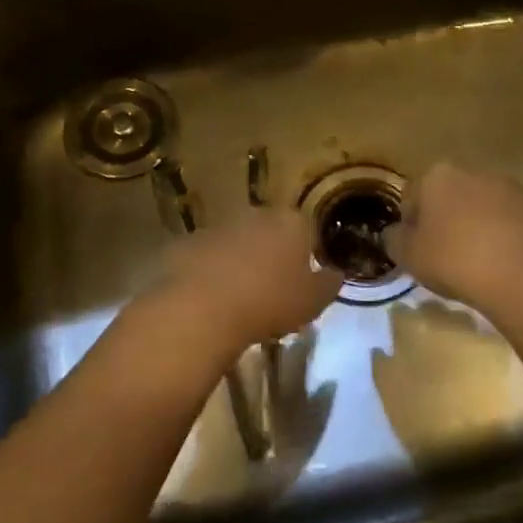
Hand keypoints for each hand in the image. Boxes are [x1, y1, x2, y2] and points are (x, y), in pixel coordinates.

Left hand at [156, 208, 342, 350]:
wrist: (201, 308)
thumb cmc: (269, 301)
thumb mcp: (313, 301)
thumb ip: (328, 284)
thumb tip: (335, 274)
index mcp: (291, 222)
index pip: (305, 231)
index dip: (305, 255)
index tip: (302, 281)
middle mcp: (255, 215)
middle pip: (269, 232)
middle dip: (271, 254)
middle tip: (271, 290)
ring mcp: (218, 226)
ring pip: (236, 243)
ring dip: (239, 263)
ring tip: (238, 299)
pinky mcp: (186, 243)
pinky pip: (206, 257)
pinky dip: (209, 273)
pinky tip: (210, 300)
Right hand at [382, 163, 522, 319]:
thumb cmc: (456, 261)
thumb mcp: (409, 257)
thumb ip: (394, 240)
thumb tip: (394, 233)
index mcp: (440, 176)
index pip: (414, 196)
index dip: (412, 224)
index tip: (416, 250)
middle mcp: (479, 172)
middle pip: (454, 197)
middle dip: (449, 220)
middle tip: (447, 257)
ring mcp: (516, 189)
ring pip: (489, 208)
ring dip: (482, 227)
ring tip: (481, 264)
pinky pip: (519, 224)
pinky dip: (512, 239)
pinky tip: (509, 265)